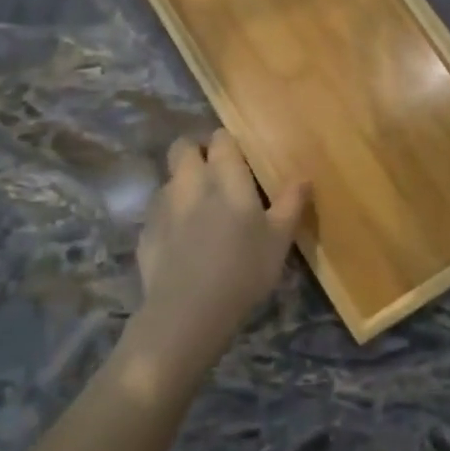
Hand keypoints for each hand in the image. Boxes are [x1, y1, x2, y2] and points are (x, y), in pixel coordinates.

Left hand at [136, 130, 309, 351]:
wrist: (188, 311)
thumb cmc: (243, 270)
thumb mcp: (279, 240)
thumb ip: (291, 204)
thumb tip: (304, 178)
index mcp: (224, 177)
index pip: (221, 139)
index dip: (227, 144)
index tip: (239, 159)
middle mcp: (190, 181)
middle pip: (183, 147)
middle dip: (196, 151)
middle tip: (214, 172)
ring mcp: (162, 205)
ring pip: (169, 178)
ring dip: (182, 183)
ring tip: (198, 208)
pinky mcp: (145, 231)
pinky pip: (158, 210)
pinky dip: (169, 214)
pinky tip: (182, 240)